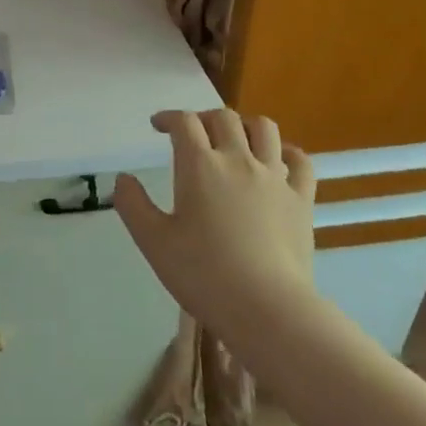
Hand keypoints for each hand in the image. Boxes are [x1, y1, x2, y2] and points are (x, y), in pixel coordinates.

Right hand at [112, 109, 315, 335]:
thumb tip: (123, 179)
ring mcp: (275, 177)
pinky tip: (278, 161)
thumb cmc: (203, 274)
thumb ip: (132, 205)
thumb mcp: (153, 242)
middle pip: (223, 118)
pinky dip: (287, 152)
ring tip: (235, 140)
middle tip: (193, 135)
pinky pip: (301, 161)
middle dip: (204, 118)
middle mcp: (238, 159)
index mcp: (199, 165)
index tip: (158, 126)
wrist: (267, 308)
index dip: (169, 118)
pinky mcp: (301, 199)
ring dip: (245, 125)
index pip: (184, 122)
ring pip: (264, 128)